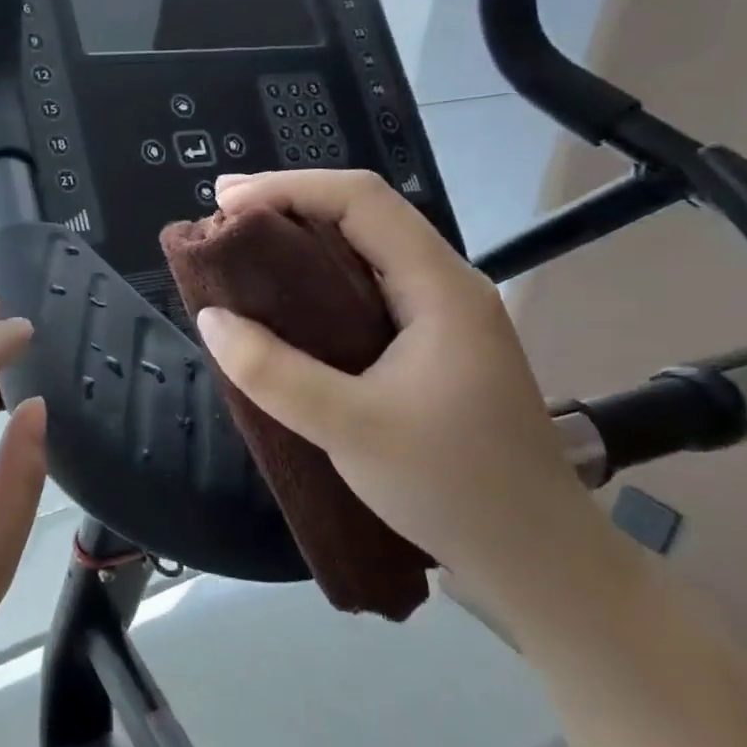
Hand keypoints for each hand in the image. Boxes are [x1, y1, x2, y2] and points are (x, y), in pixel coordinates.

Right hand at [193, 169, 612, 617]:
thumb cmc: (451, 486)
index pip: (363, 201)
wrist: (535, 559)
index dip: (290, 188)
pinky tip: (285, 303)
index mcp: (440, 288)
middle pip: (365, 215)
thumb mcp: (349, 428)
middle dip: (290, 205)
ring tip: (242, 252)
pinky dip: (317, 281)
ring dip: (302, 241)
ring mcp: (442, 318)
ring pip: (366, 252)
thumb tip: (211, 319)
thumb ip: (273, 372)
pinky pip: (367, 291)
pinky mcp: (431, 348)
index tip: (226, 201)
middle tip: (223, 220)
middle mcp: (445, 287)